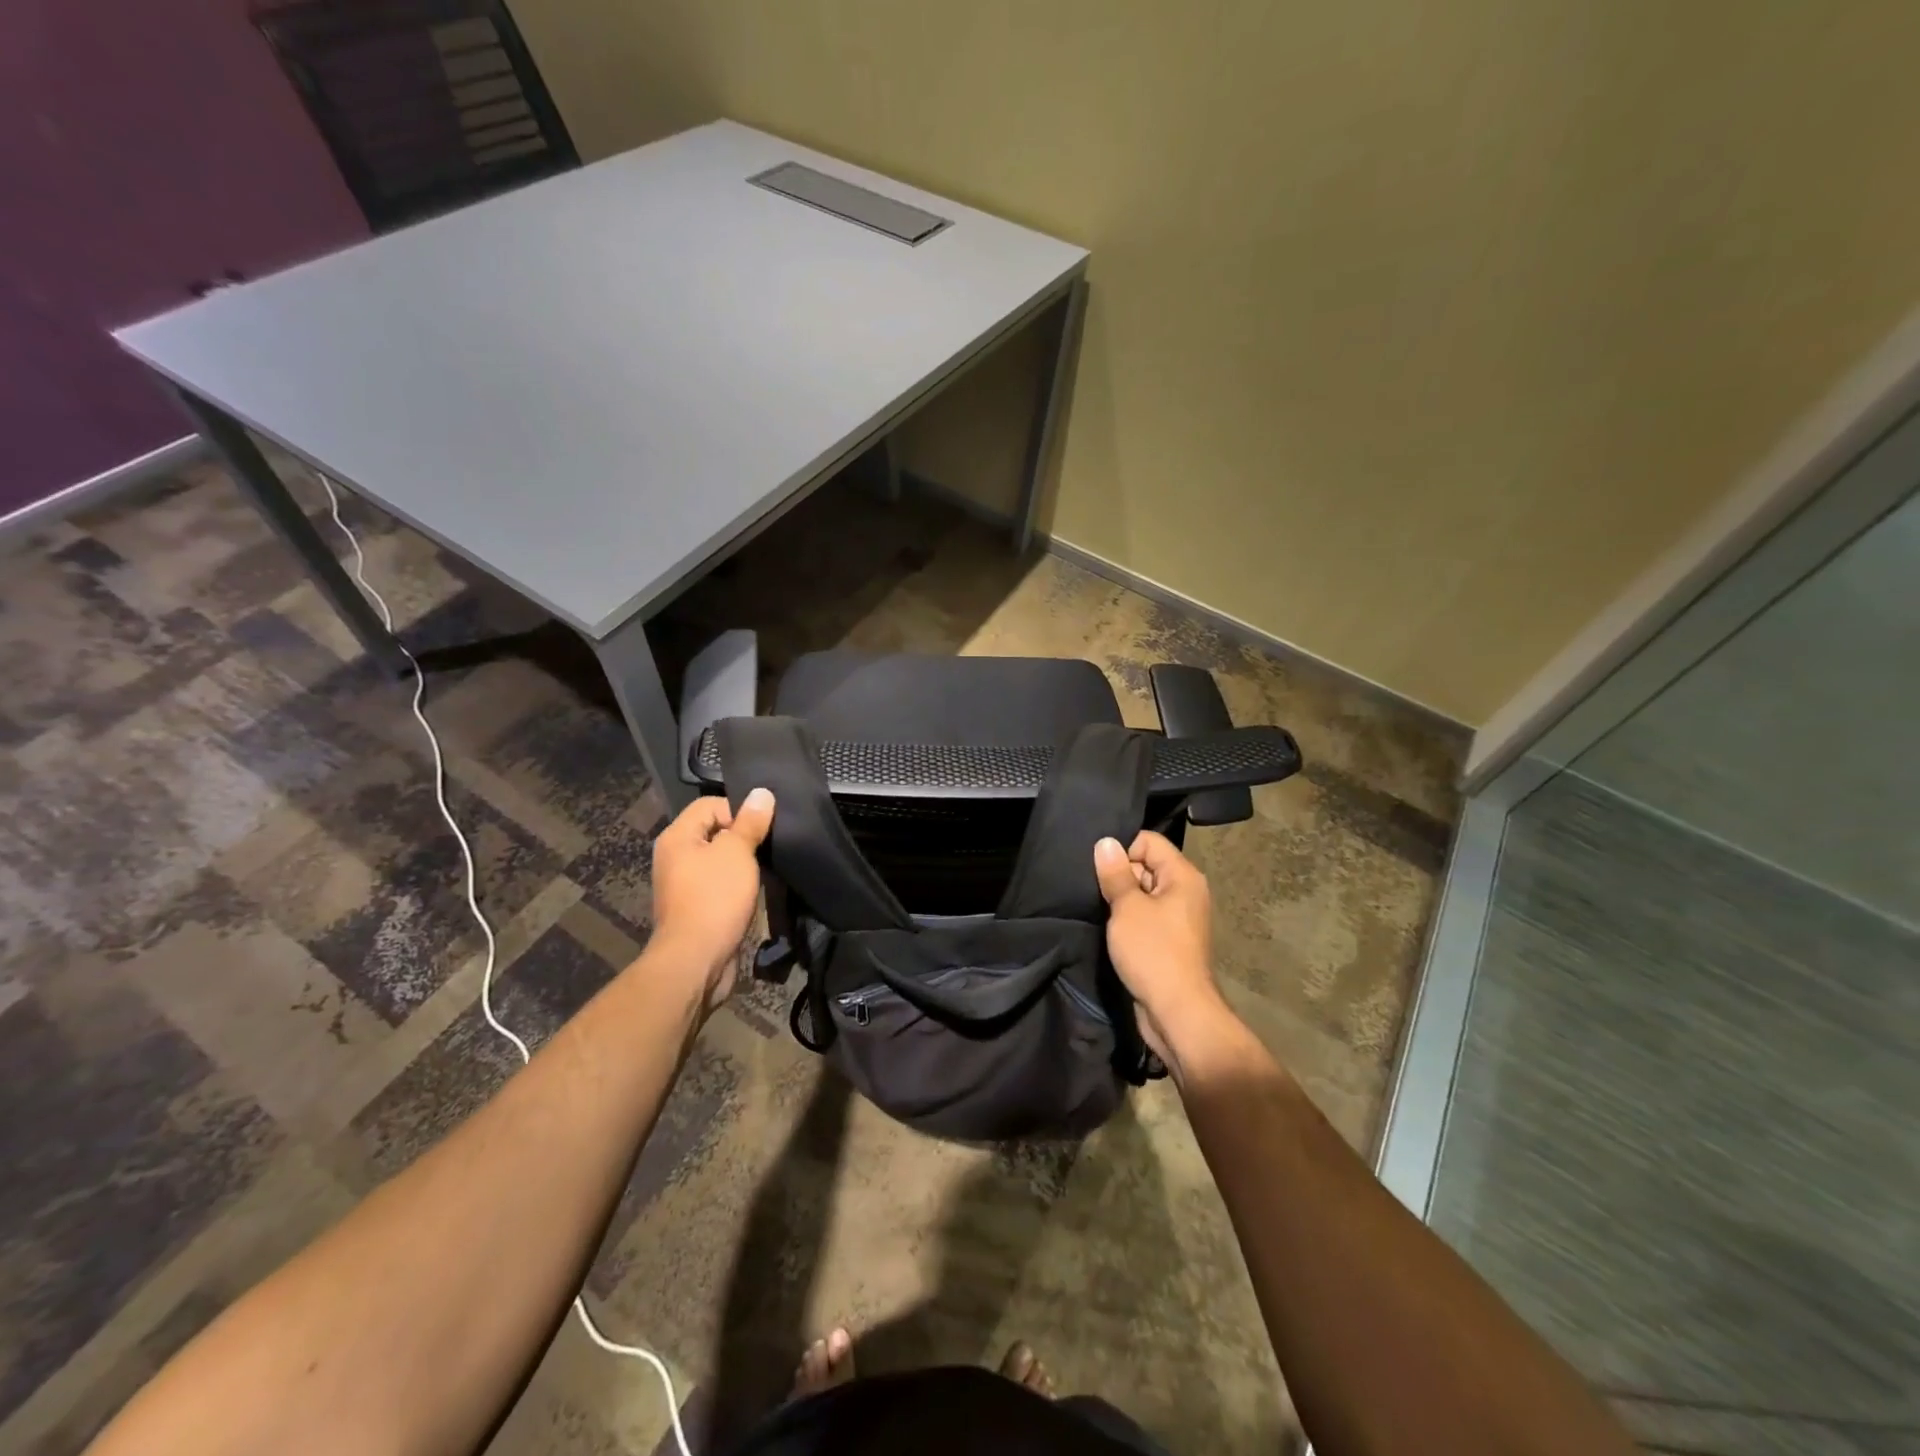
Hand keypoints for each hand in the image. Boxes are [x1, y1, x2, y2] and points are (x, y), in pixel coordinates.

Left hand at [646, 788, 774, 1010]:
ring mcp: (683, 884)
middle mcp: (675, 856)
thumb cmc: (714, 899)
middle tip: (768, 846)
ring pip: (719, 860)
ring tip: (765, 869)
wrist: (695, 961)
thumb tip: (762, 793)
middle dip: (743, 837)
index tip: (762, 828)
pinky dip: (737, 885)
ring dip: (742, 864)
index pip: (710, 804)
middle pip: (715, 831)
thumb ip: (750, 822)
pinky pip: (719, 884)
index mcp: (677, 837)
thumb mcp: (737, 853)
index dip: (739, 811)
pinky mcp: (695, 907)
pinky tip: (755, 892)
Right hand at [1093, 830, 1224, 1067]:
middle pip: (1146, 865)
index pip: (1148, 841)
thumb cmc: (1153, 952)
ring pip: (1143, 893)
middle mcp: (1185, 892)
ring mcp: (1179, 918)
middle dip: (1119, 875)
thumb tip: (1105, 842)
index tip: (1100, 871)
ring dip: (1121, 900)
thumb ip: (1115, 873)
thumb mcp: (1127, 907)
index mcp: (1182, 876)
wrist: (1178, 1012)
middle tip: (1095, 891)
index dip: (1122, 850)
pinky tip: (1110, 929)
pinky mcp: (1170, 941)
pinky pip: (1146, 917)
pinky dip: (1128, 920)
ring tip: (1100, 911)